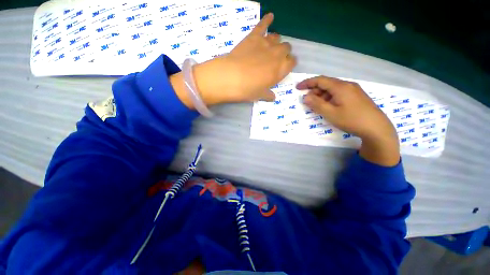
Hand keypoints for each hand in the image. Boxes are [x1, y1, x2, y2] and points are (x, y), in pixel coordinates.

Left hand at [219, 13, 296, 101]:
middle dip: (283, 52)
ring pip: (277, 37)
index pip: (292, 62)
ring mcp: (266, 43)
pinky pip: (263, 24)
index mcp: (281, 69)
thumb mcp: (260, 95)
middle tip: (275, 59)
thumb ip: (268, 95)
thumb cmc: (248, 90)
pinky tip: (270, 16)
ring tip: (270, 47)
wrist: (232, 77)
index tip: (284, 67)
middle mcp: (277, 54)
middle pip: (286, 48)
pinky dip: (267, 19)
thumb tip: (273, 97)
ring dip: (276, 41)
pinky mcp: (254, 36)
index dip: (289, 64)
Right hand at [297, 76, 399, 165]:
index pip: (320, 80)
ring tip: (317, 106)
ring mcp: (354, 90)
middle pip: (326, 84)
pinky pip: (339, 93)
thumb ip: (316, 104)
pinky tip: (329, 106)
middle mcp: (347, 85)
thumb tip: (306, 97)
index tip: (297, 88)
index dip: (307, 83)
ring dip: (322, 95)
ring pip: (333, 89)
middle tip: (307, 101)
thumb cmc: (351, 120)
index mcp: (340, 87)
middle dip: (314, 91)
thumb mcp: (330, 113)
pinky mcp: (357, 96)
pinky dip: (330, 98)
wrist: (377, 128)